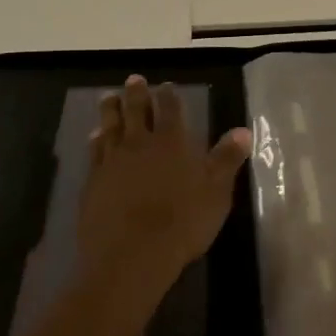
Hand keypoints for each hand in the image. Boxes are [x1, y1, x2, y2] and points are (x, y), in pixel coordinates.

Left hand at [79, 75, 252, 307]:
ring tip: (109, 97)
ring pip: (110, 124)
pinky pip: (94, 151)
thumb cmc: (182, 222)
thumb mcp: (216, 192)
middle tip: (134, 80)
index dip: (169, 96)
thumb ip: (227, 159)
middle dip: (136, 93)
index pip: (170, 109)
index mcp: (172, 141)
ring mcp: (112, 160)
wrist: (131, 255)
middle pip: (135, 109)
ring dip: (110, 109)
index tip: (166, 86)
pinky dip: (96, 139)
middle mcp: (140, 142)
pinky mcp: (93, 180)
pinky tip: (95, 136)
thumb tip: (242, 131)